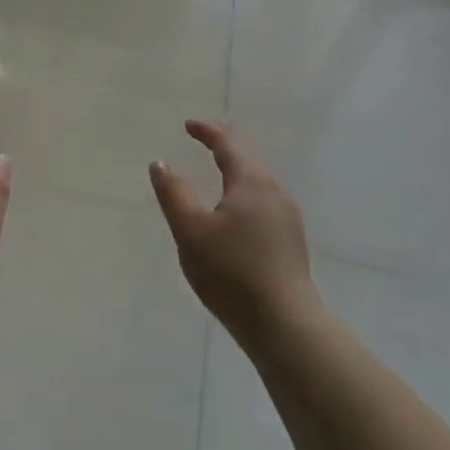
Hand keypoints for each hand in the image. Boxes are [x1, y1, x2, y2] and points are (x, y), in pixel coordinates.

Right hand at [149, 120, 313, 338]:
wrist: (284, 324)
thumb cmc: (231, 272)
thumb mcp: (191, 230)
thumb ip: (173, 193)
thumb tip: (160, 163)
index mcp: (252, 182)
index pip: (228, 144)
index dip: (207, 131)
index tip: (188, 125)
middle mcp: (275, 193)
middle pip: (247, 160)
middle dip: (223, 148)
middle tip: (202, 143)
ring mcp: (287, 219)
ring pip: (257, 184)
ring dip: (235, 173)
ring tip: (215, 176)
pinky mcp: (290, 243)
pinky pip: (262, 205)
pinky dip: (243, 196)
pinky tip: (234, 216)